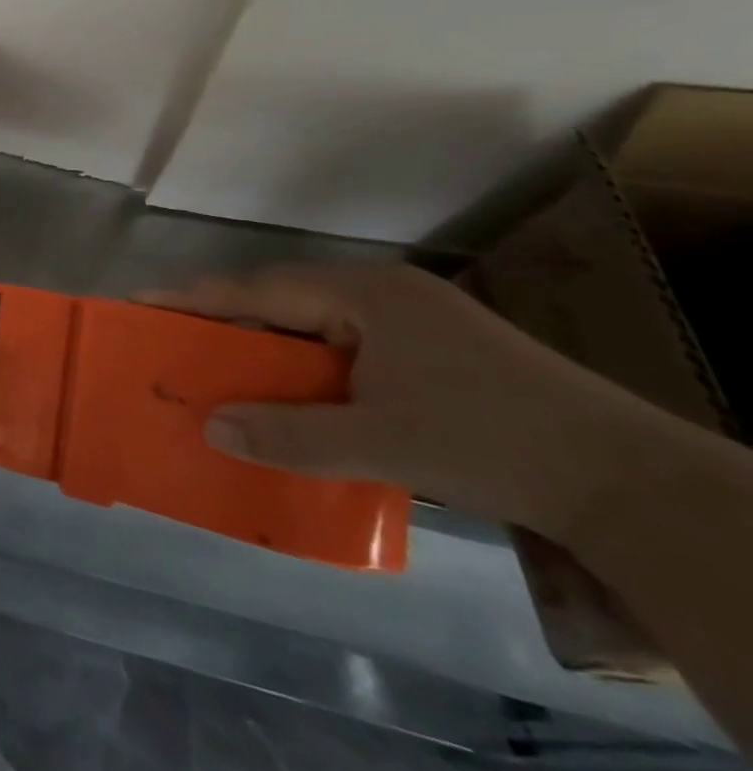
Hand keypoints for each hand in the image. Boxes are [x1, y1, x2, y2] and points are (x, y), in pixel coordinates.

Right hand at [142, 263, 665, 539]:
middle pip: (281, 300)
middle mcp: (381, 293)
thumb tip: (210, 427)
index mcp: (362, 295)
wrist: (630, 480)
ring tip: (221, 368)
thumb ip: (289, 434)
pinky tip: (296, 392)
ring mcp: (411, 318)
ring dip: (268, 346)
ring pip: (313, 324)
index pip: (257, 290)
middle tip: (172, 341)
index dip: (194, 298)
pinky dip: (307, 364)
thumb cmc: (491, 442)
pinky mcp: (432, 348)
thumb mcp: (380, 442)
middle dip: (226, 322)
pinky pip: (344, 344)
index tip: (140, 302)